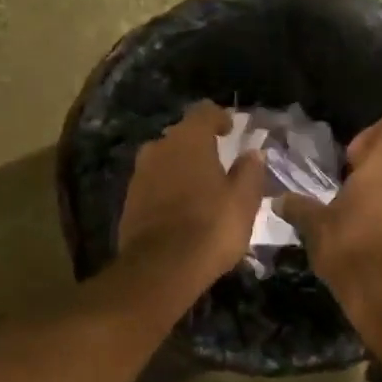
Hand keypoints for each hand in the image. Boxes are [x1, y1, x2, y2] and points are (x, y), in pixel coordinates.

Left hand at [119, 101, 265, 286]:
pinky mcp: (129, 201)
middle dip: (198, 145)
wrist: (161, 269)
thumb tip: (253, 153)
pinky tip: (181, 208)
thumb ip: (250, 172)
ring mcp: (139, 175)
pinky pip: (153, 185)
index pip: (203, 112)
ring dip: (181, 168)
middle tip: (218, 162)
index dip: (219, 118)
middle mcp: (158, 148)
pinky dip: (167, 189)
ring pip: (164, 161)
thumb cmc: (211, 228)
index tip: (231, 130)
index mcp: (188, 140)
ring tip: (200, 187)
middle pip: (181, 136)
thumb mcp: (244, 201)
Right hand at [278, 113, 381, 313]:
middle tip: (343, 181)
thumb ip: (299, 207)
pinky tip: (362, 231)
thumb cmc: (351, 246)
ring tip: (350, 207)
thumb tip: (279, 199)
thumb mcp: (315, 225)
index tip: (349, 155)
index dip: (371, 134)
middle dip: (371, 164)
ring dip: (380, 190)